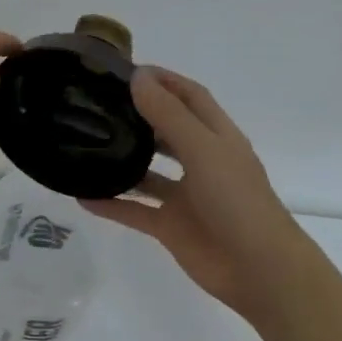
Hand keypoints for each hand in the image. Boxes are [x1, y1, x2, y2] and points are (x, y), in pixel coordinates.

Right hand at [81, 67, 308, 319]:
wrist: (259, 270)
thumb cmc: (238, 201)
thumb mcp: (203, 150)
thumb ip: (169, 115)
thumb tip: (138, 77)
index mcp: (217, 137)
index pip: (190, 97)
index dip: (165, 80)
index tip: (127, 70)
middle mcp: (201, 162)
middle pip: (166, 131)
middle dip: (138, 116)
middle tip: (98, 105)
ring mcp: (185, 196)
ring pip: (147, 173)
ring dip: (121, 161)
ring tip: (85, 145)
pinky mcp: (171, 227)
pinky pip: (135, 211)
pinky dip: (111, 204)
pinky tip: (82, 197)